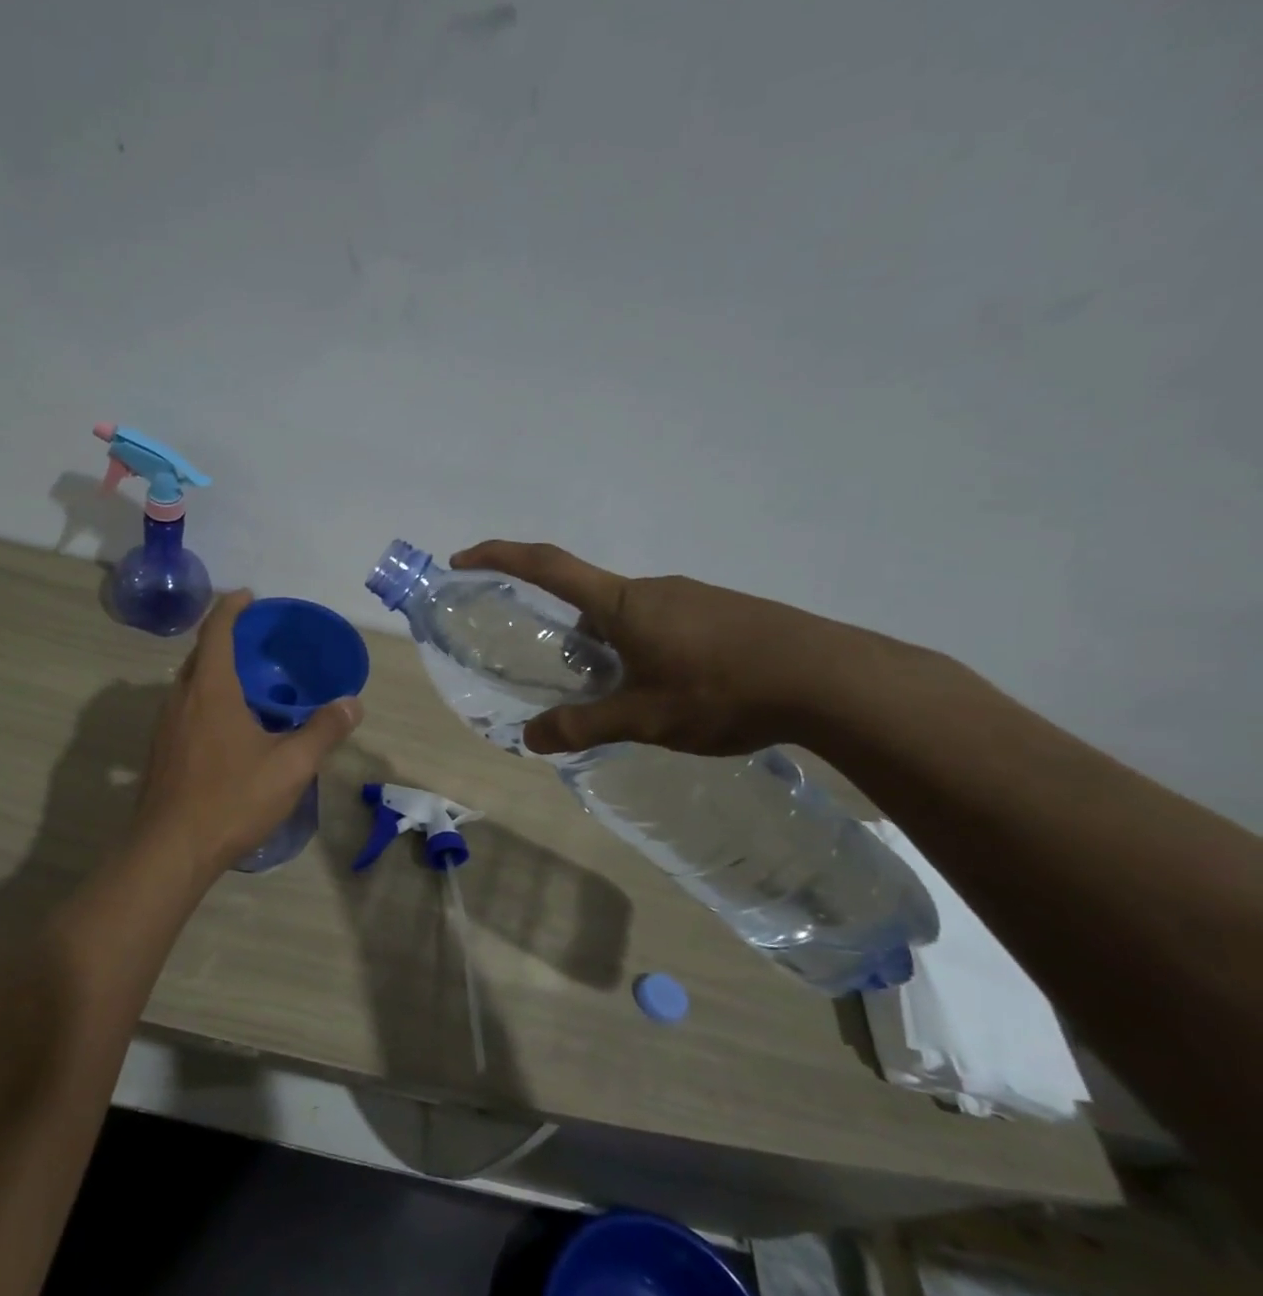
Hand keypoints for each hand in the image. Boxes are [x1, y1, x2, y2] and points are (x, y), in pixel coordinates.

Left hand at [135, 591, 363, 877]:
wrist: (170, 850)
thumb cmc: (232, 799)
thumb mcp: (290, 766)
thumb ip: (323, 731)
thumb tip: (352, 704)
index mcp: (210, 689)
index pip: (216, 630)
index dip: (232, 607)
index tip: (249, 596)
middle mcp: (181, 698)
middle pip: (200, 654)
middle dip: (226, 639)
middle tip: (258, 643)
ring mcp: (165, 726)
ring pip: (190, 684)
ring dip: (215, 673)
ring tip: (248, 684)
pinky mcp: (161, 752)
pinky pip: (185, 709)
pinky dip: (207, 700)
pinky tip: (230, 728)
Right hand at [451, 541, 895, 756]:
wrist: (832, 679)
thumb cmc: (722, 690)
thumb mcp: (643, 718)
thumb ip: (583, 726)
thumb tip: (530, 739)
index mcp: (621, 604)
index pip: (547, 567)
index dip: (500, 556)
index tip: (463, 558)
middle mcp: (653, 590)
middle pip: (590, 603)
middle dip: (571, 639)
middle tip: (576, 686)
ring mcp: (693, 598)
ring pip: (630, 619)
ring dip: (615, 652)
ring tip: (634, 703)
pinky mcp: (725, 613)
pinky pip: (667, 626)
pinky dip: (650, 653)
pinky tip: (678, 694)